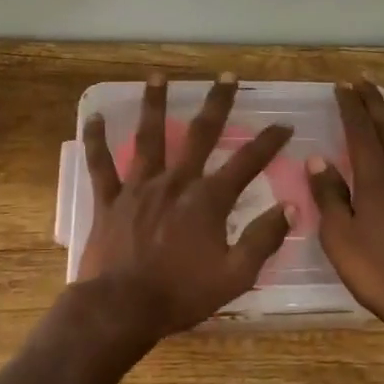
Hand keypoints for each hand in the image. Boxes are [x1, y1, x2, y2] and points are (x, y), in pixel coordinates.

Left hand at [78, 72, 293, 338]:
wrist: (122, 308)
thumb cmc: (181, 294)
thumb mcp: (235, 275)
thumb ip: (263, 239)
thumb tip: (290, 208)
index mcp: (208, 200)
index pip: (247, 163)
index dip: (269, 142)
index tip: (283, 125)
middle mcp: (175, 182)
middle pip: (200, 134)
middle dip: (217, 103)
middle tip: (226, 76)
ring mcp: (139, 187)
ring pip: (149, 137)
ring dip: (154, 104)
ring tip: (157, 76)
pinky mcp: (110, 199)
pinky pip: (101, 164)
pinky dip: (96, 140)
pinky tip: (93, 117)